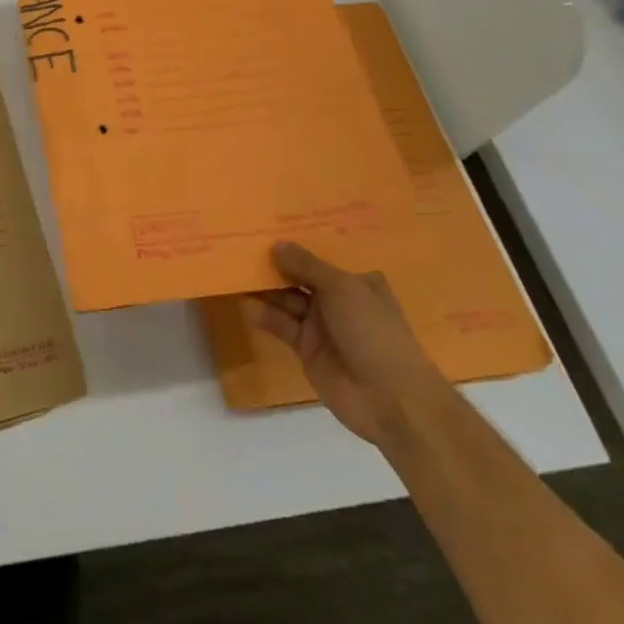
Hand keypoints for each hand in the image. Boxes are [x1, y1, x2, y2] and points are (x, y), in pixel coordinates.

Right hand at [254, 241, 451, 448]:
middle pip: (301, 277)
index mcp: (356, 281)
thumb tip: (277, 244)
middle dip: (276, 263)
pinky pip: (281, 325)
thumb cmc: (372, 331)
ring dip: (265, 288)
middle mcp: (338, 300)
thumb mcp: (342, 289)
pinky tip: (244, 302)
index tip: (269, 224)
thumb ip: (306, 266)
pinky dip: (264, 315)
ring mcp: (322, 326)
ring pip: (287, 299)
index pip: (322, 256)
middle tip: (241, 244)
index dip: (298, 243)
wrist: (389, 399)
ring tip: (234, 268)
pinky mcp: (307, 349)